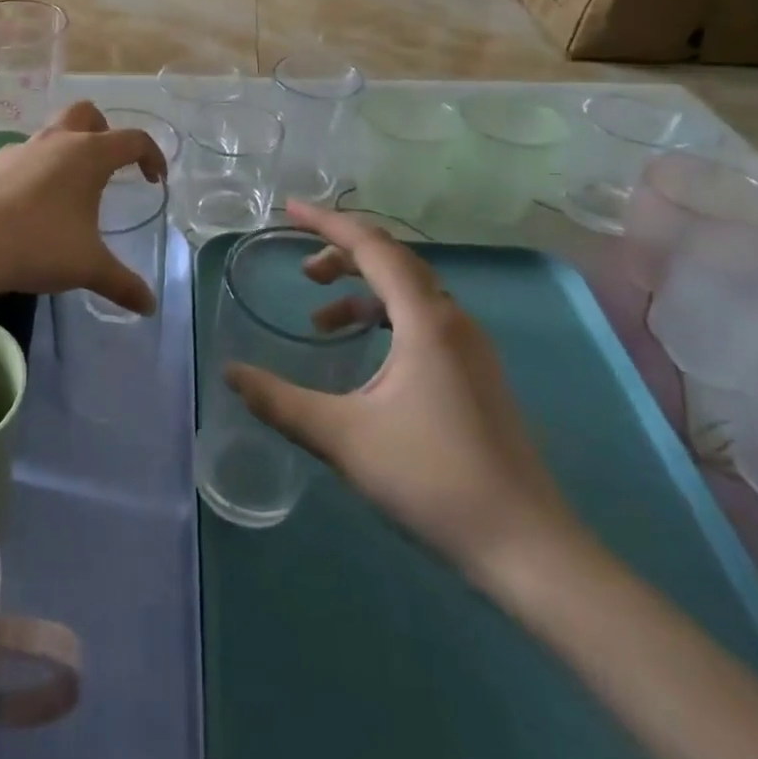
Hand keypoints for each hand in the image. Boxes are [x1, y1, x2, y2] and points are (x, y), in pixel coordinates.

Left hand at [0, 101, 166, 314]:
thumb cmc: (37, 246)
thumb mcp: (87, 268)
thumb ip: (122, 284)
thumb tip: (149, 305)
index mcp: (87, 155)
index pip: (132, 140)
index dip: (151, 156)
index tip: (154, 179)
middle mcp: (55, 141)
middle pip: (87, 114)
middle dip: (104, 132)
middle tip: (107, 167)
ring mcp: (18, 149)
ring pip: (50, 135)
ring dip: (65, 154)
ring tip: (66, 196)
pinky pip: (20, 159)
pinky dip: (32, 173)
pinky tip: (26, 209)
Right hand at [226, 200, 577, 581]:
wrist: (527, 548)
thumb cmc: (432, 479)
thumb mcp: (342, 437)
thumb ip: (280, 401)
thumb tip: (230, 373)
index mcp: (426, 320)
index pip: (373, 246)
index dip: (328, 222)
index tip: (289, 210)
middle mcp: (453, 321)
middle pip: (394, 261)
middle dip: (343, 255)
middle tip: (302, 272)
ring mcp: (471, 348)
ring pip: (410, 293)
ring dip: (362, 292)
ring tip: (319, 320)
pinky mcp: (476, 375)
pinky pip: (423, 321)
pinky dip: (384, 319)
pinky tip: (363, 357)